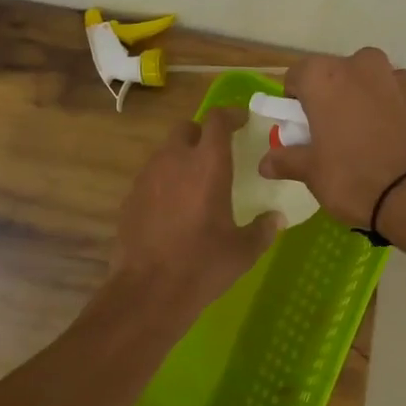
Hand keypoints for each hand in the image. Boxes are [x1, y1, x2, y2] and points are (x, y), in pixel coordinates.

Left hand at [112, 107, 282, 316]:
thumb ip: (263, 229)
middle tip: (217, 153)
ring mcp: (147, 178)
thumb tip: (276, 218)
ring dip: (181, 158)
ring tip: (195, 183)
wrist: (148, 290)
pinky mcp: (130, 198)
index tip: (242, 121)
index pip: (217, 120)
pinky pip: (150, 178)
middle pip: (186, 129)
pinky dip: (164, 182)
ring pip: (165, 152)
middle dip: (202, 134)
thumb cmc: (203, 265)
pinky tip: (173, 208)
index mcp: (207, 165)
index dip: (231, 115)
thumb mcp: (243, 251)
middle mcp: (174, 161)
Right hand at [260, 49, 405, 229]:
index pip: (297, 74)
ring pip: (373, 84)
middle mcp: (363, 67)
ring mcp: (401, 80)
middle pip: (338, 74)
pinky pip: (400, 101)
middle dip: (332, 97)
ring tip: (367, 141)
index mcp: (326, 77)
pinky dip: (394, 115)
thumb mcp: (312, 173)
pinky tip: (393, 146)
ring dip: (365, 102)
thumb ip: (287, 160)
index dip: (294, 99)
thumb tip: (265, 163)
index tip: (299, 126)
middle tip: (331, 134)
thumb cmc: (354, 178)